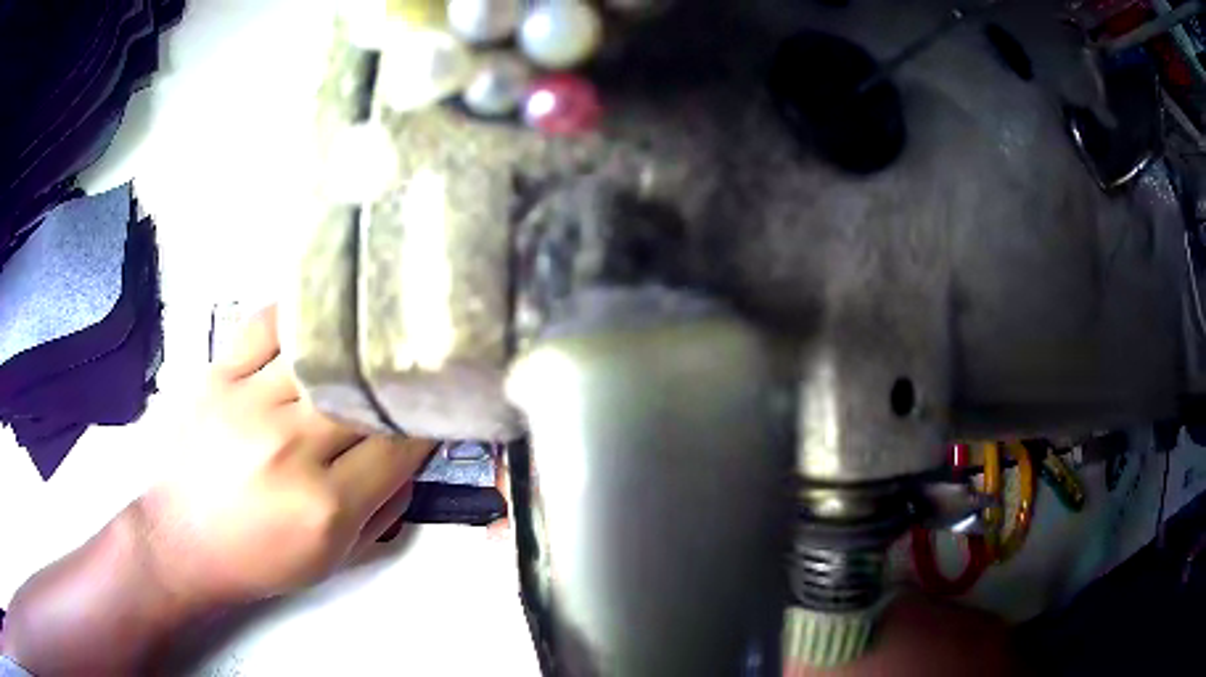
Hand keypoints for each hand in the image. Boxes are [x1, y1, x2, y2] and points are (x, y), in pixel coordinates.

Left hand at [1, 305, 434, 673]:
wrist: (182, 542)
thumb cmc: (259, 560)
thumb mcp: (333, 560)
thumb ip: (382, 512)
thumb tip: (410, 462)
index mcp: (325, 505)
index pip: (399, 447)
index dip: (429, 422)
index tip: (441, 406)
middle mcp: (291, 447)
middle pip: (364, 396)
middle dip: (397, 384)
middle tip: (413, 370)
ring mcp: (250, 404)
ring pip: (321, 356)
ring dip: (354, 346)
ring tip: (375, 332)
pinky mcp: (219, 377)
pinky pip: (266, 326)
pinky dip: (297, 316)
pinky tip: (316, 316)